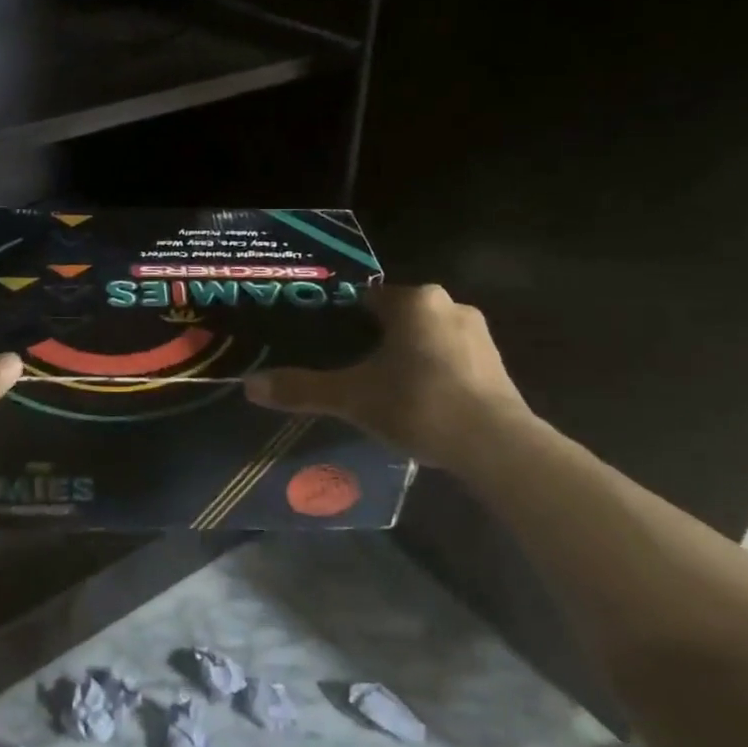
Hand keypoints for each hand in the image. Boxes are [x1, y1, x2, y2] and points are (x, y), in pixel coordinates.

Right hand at [244, 283, 531, 471]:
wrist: (496, 447)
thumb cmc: (418, 403)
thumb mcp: (351, 397)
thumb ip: (302, 389)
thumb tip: (250, 386)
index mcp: (414, 301)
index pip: (367, 299)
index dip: (344, 321)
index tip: (327, 345)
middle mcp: (449, 306)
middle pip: (398, 318)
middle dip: (375, 341)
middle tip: (350, 371)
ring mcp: (479, 335)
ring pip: (426, 339)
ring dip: (406, 357)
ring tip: (383, 391)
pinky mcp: (497, 366)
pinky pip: (451, 360)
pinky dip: (432, 374)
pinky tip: (419, 404)